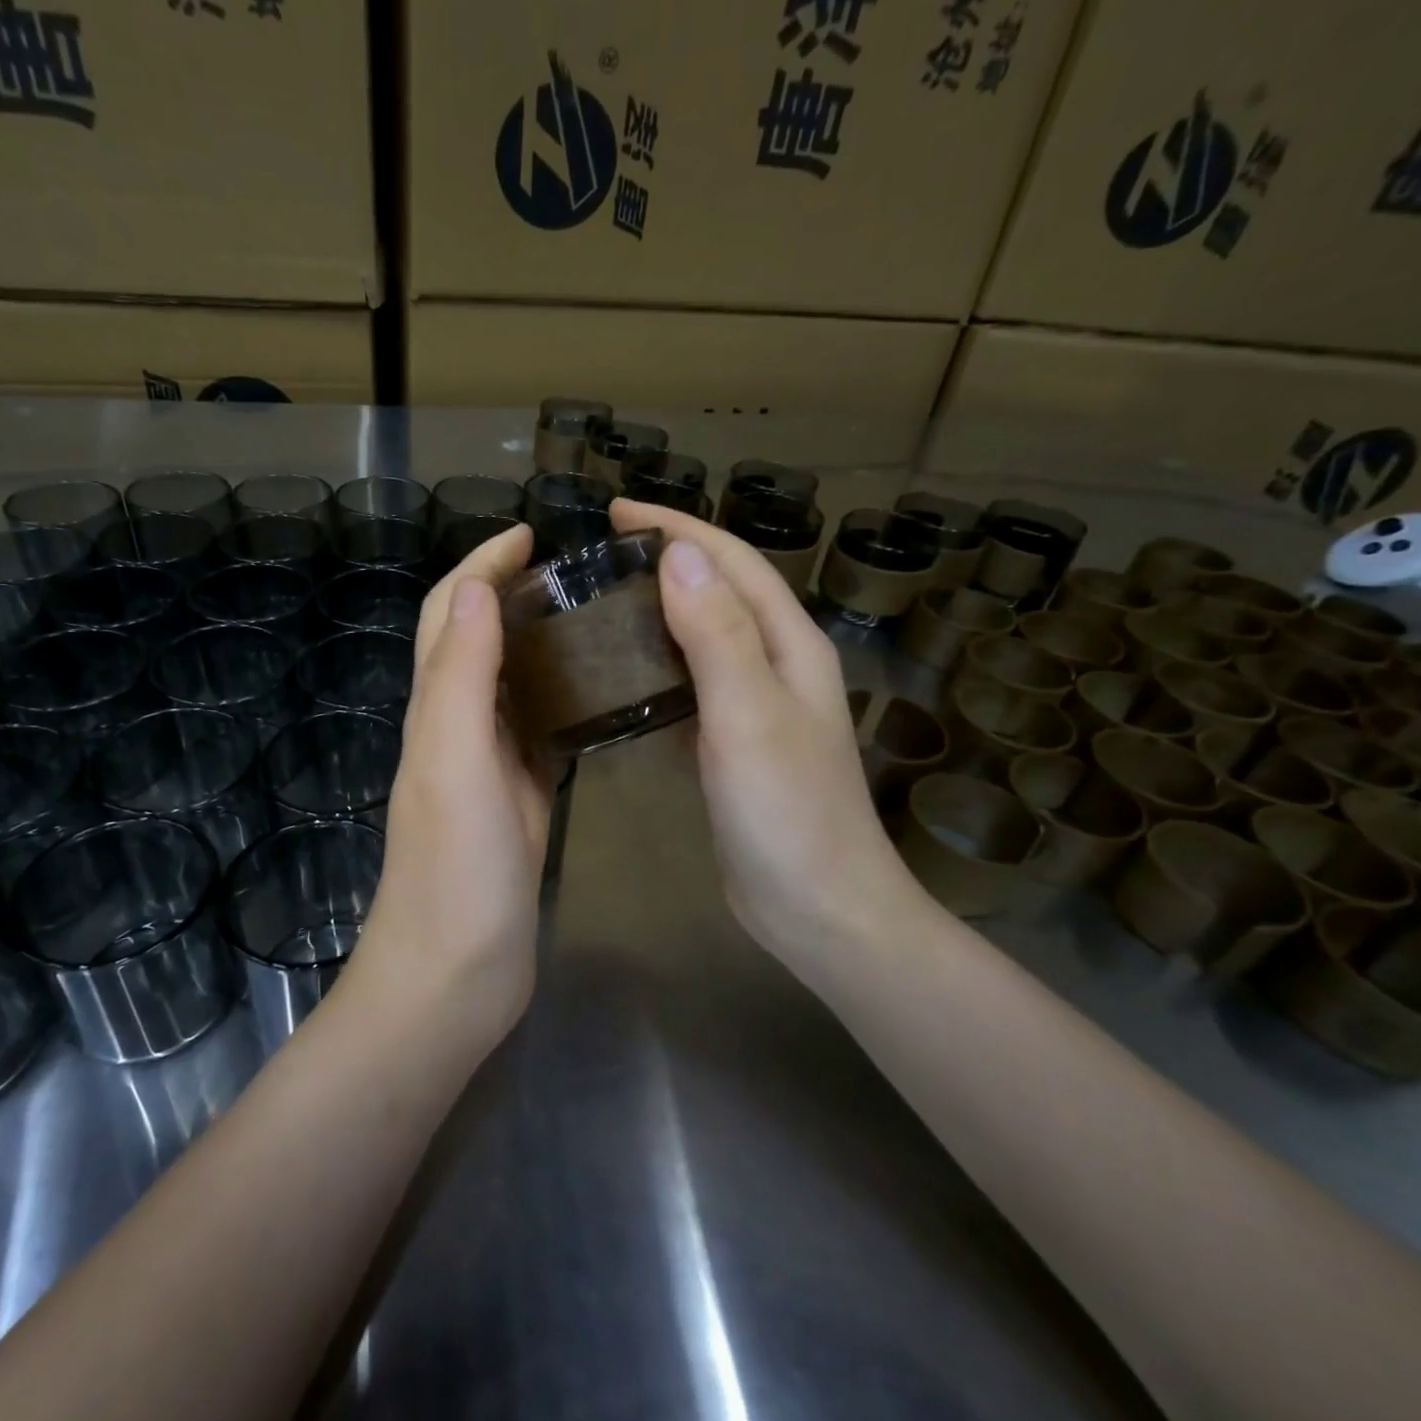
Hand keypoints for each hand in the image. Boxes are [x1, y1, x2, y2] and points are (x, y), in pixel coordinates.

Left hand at [354, 523, 555, 1051]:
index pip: (451, 613)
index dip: (482, 565)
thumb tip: (479, 588)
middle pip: (475, 639)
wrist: (455, 974)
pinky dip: (558, 700)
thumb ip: (461, 675)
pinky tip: (598, 696)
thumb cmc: (454, 869)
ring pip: (507, 683)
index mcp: (435, 710)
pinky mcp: (515, 801)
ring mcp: (485, 767)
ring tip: (593, 617)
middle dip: (510, 592)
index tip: (529, 533)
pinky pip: (536, 733)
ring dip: (536, 641)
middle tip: (573, 572)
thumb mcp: (454, 760)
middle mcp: (455, 728)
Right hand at [610, 499, 928, 960]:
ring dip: (660, 611)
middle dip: (667, 560)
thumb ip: (718, 633)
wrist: (819, 908)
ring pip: (704, 638)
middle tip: (601, 555)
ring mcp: (756, 707)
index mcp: (790, 646)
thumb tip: (679, 554)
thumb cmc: (788, 812)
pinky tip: (623, 675)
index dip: (678, 529)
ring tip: (603, 602)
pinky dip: (659, 667)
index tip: (616, 512)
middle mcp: (778, 665)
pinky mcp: (733, 745)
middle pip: (720, 592)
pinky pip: (692, 686)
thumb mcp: (749, 715)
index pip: (733, 563)